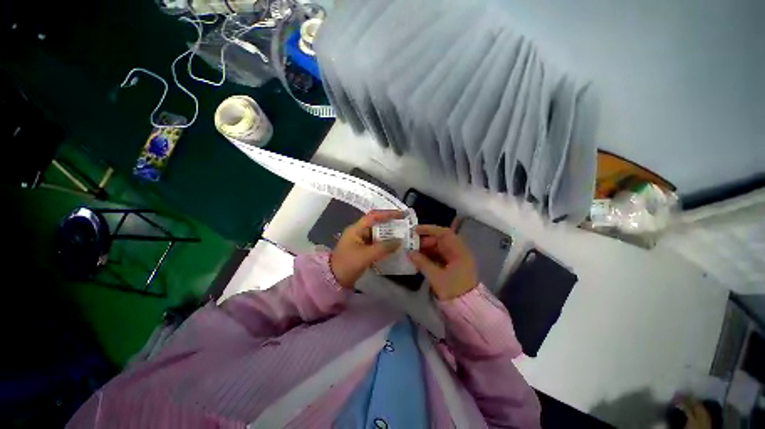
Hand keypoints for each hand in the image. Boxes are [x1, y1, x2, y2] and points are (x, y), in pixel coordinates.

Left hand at [331, 210, 403, 288]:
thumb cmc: (348, 264)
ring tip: (403, 237)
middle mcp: (359, 232)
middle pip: (377, 225)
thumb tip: (399, 241)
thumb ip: (383, 248)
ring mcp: (361, 241)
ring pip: (377, 235)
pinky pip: (376, 244)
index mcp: (356, 229)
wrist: (334, 280)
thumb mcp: (366, 255)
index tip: (401, 215)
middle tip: (405, 227)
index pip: (373, 216)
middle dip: (390, 225)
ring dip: (389, 236)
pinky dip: (385, 245)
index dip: (388, 214)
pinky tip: (394, 248)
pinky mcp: (363, 250)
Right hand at [408, 225, 477, 300]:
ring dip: (426, 249)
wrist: (467, 309)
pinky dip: (429, 256)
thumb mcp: (436, 276)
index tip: (415, 230)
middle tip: (411, 244)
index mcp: (459, 252)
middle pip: (441, 240)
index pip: (444, 233)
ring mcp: (456, 259)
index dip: (429, 229)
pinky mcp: (452, 266)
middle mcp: (459, 252)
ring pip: (439, 248)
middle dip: (425, 241)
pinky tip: (419, 259)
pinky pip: (439, 256)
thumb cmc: (453, 291)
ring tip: (413, 252)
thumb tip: (409, 253)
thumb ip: (422, 262)